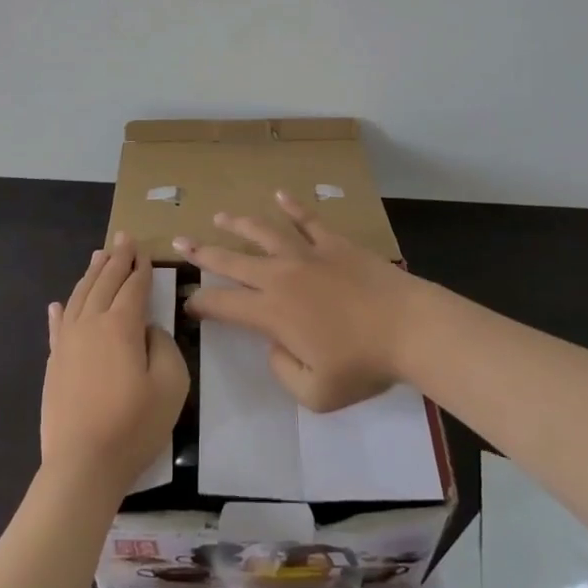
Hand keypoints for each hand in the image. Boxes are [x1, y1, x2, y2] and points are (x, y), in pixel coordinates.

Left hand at [41, 233, 188, 493]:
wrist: (82, 465)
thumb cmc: (133, 425)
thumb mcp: (171, 384)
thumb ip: (164, 346)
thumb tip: (147, 330)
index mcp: (121, 325)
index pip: (133, 286)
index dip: (141, 267)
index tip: (144, 250)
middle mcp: (91, 323)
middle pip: (104, 282)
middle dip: (116, 258)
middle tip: (123, 238)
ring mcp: (67, 342)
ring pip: (80, 296)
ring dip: (91, 274)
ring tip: (98, 256)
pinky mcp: (53, 363)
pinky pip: (57, 326)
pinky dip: (61, 310)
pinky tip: (59, 303)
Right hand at [176, 191, 424, 411]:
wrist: (407, 327)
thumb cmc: (362, 364)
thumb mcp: (316, 393)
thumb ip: (283, 371)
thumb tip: (274, 346)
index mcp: (272, 312)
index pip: (224, 304)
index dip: (201, 302)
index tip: (188, 300)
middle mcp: (281, 276)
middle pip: (233, 261)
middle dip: (203, 252)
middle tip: (180, 242)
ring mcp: (307, 254)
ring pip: (264, 233)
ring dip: (239, 224)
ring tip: (220, 216)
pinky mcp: (334, 243)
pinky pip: (308, 220)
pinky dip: (293, 206)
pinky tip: (280, 194)